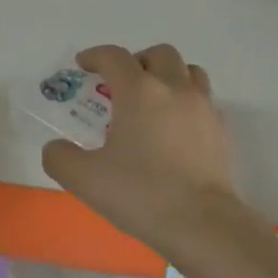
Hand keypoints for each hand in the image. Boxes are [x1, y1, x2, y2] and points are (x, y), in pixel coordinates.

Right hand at [41, 44, 249, 260]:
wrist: (201, 223)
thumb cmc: (140, 193)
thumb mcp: (84, 179)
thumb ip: (60, 157)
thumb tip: (57, 148)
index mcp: (140, 92)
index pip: (114, 57)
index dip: (95, 56)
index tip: (83, 65)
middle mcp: (175, 89)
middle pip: (159, 54)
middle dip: (136, 61)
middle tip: (121, 85)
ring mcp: (204, 108)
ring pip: (188, 71)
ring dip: (167, 76)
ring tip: (152, 101)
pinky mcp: (221, 131)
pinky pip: (203, 100)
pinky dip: (186, 102)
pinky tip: (173, 129)